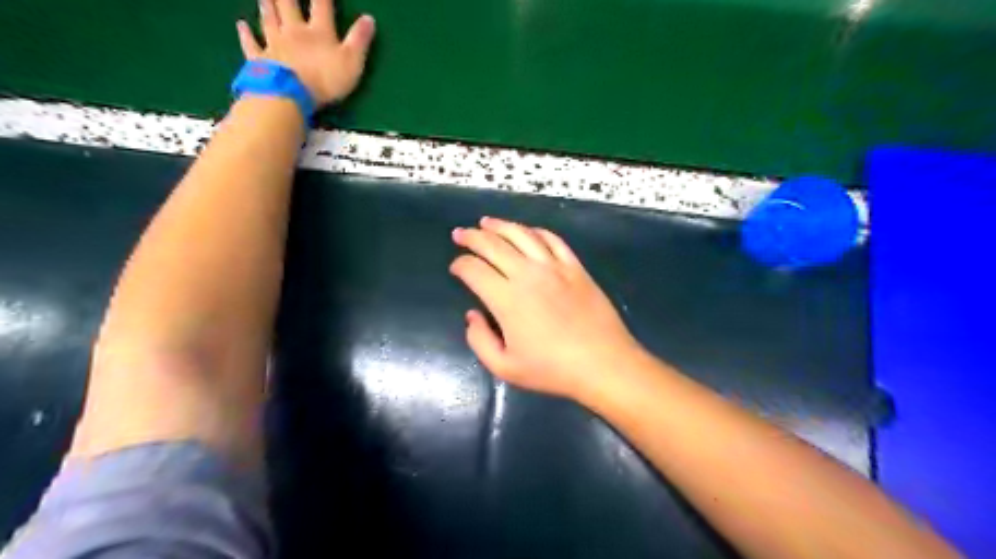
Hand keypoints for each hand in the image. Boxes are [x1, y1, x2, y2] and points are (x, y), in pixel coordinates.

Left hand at [236, 0, 377, 103]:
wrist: (290, 94)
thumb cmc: (325, 79)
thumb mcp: (352, 62)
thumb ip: (360, 40)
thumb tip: (369, 18)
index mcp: (318, 32)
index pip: (321, 5)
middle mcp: (294, 31)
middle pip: (288, 5)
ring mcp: (274, 44)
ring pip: (269, 19)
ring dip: (267, 5)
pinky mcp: (260, 59)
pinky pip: (252, 44)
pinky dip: (246, 34)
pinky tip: (241, 25)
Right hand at [453, 216, 645, 398]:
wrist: (603, 363)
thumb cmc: (552, 370)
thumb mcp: (505, 367)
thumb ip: (479, 340)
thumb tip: (472, 315)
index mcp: (507, 299)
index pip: (474, 270)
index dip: (459, 265)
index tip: (455, 268)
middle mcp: (527, 274)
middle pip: (493, 245)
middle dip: (471, 237)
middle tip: (459, 234)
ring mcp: (554, 267)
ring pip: (521, 235)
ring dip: (500, 225)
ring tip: (486, 222)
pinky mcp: (575, 267)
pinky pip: (552, 240)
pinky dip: (535, 231)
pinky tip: (527, 231)